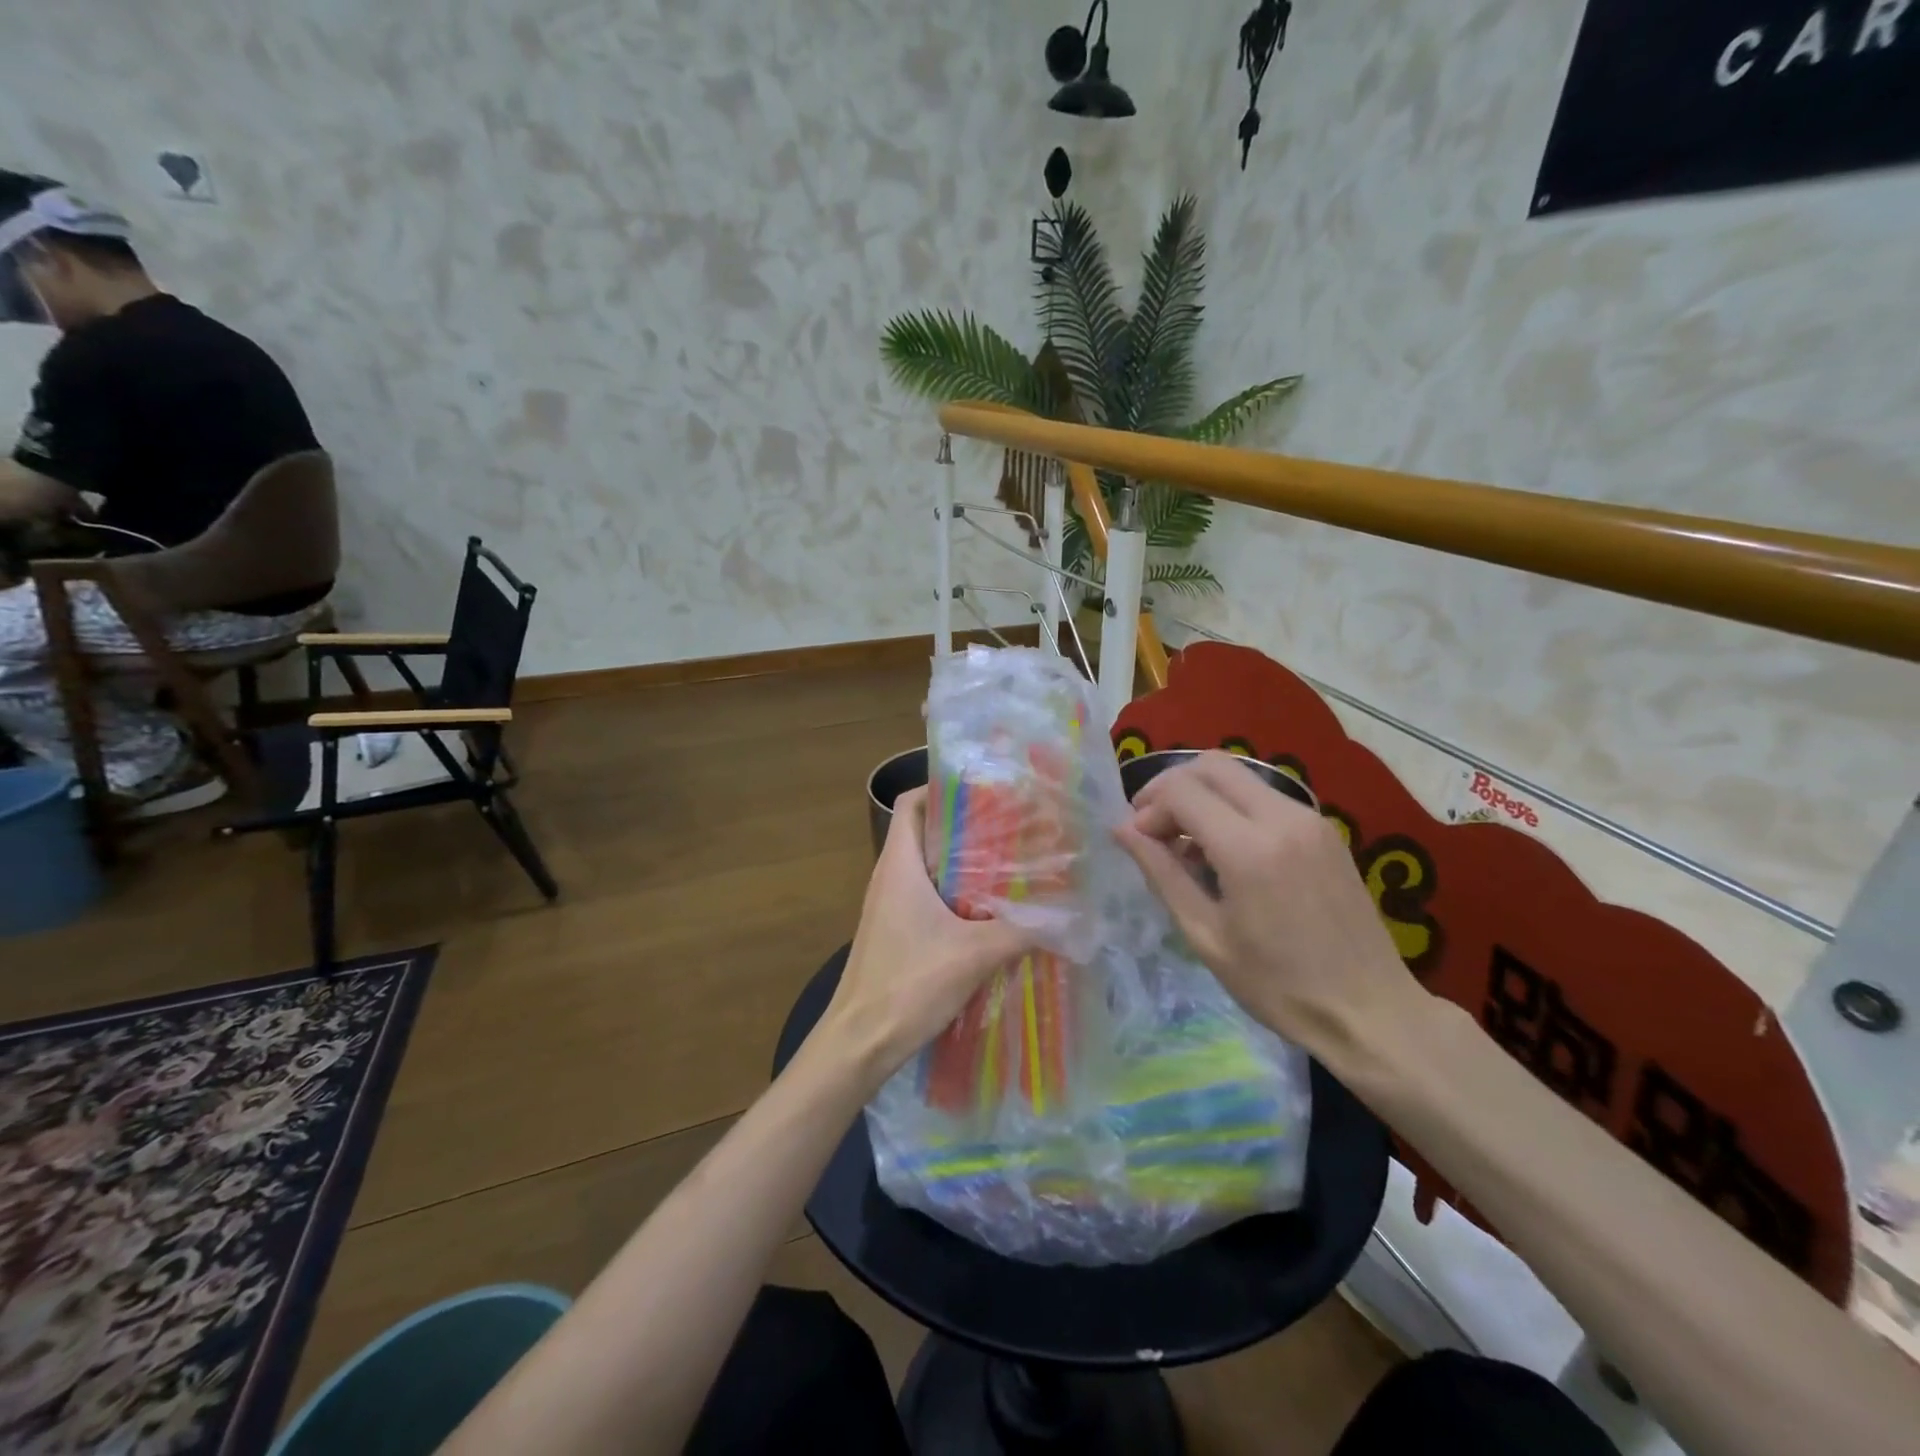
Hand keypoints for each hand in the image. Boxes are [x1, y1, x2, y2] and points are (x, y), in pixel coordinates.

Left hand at [821, 787, 1039, 1084]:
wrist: (858, 1043)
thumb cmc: (907, 986)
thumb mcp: (972, 955)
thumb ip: (1021, 932)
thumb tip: (1067, 917)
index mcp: (899, 865)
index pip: (911, 803)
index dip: (942, 788)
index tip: (985, 791)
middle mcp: (890, 877)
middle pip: (926, 833)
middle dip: (966, 826)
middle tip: (1013, 827)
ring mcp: (890, 906)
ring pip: (929, 868)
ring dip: (964, 864)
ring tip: (1010, 865)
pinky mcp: (895, 932)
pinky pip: (927, 897)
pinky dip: (956, 895)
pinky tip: (990, 912)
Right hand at [1114, 752, 1425, 1072]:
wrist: (1371, 1012)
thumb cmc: (1278, 986)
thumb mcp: (1205, 935)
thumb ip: (1161, 873)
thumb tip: (1122, 830)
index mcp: (1249, 849)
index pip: (1182, 791)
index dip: (1149, 808)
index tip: (1138, 841)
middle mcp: (1282, 818)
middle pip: (1211, 765)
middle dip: (1172, 787)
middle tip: (1153, 826)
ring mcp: (1310, 819)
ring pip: (1240, 775)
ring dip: (1203, 794)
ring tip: (1186, 842)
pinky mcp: (1325, 829)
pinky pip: (1265, 796)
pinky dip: (1232, 806)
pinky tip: (1225, 850)